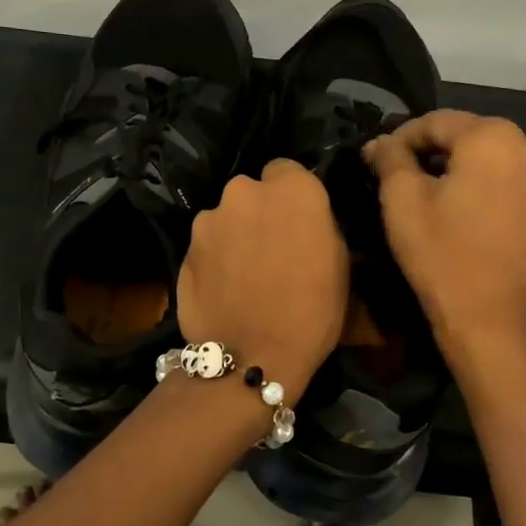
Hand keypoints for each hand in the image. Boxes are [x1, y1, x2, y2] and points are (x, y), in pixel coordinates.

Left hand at [177, 159, 348, 397]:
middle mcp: (245, 191)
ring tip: (243, 272)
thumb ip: (318, 225)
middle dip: (259, 211)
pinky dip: (214, 257)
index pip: (287, 170)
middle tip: (270, 247)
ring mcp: (209, 218)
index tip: (297, 221)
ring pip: (225, 217)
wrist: (252, 355)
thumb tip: (305, 220)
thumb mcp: (340, 263)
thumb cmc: (312, 311)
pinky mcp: (184, 247)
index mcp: (292, 189)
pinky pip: (206, 244)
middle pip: (252, 192)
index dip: (292, 195)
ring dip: (234, 234)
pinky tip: (223, 287)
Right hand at [365, 110, 525, 357]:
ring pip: (491, 156)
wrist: (487, 317)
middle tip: (400, 175)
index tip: (378, 158)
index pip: (437, 121)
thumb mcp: (401, 200)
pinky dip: (484, 184)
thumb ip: (389, 158)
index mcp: (495, 137)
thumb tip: (380, 143)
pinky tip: (462, 207)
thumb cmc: (439, 253)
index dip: (403, 137)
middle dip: (433, 150)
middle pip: (469, 135)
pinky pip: (510, 179)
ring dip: (460, 167)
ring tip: (431, 192)